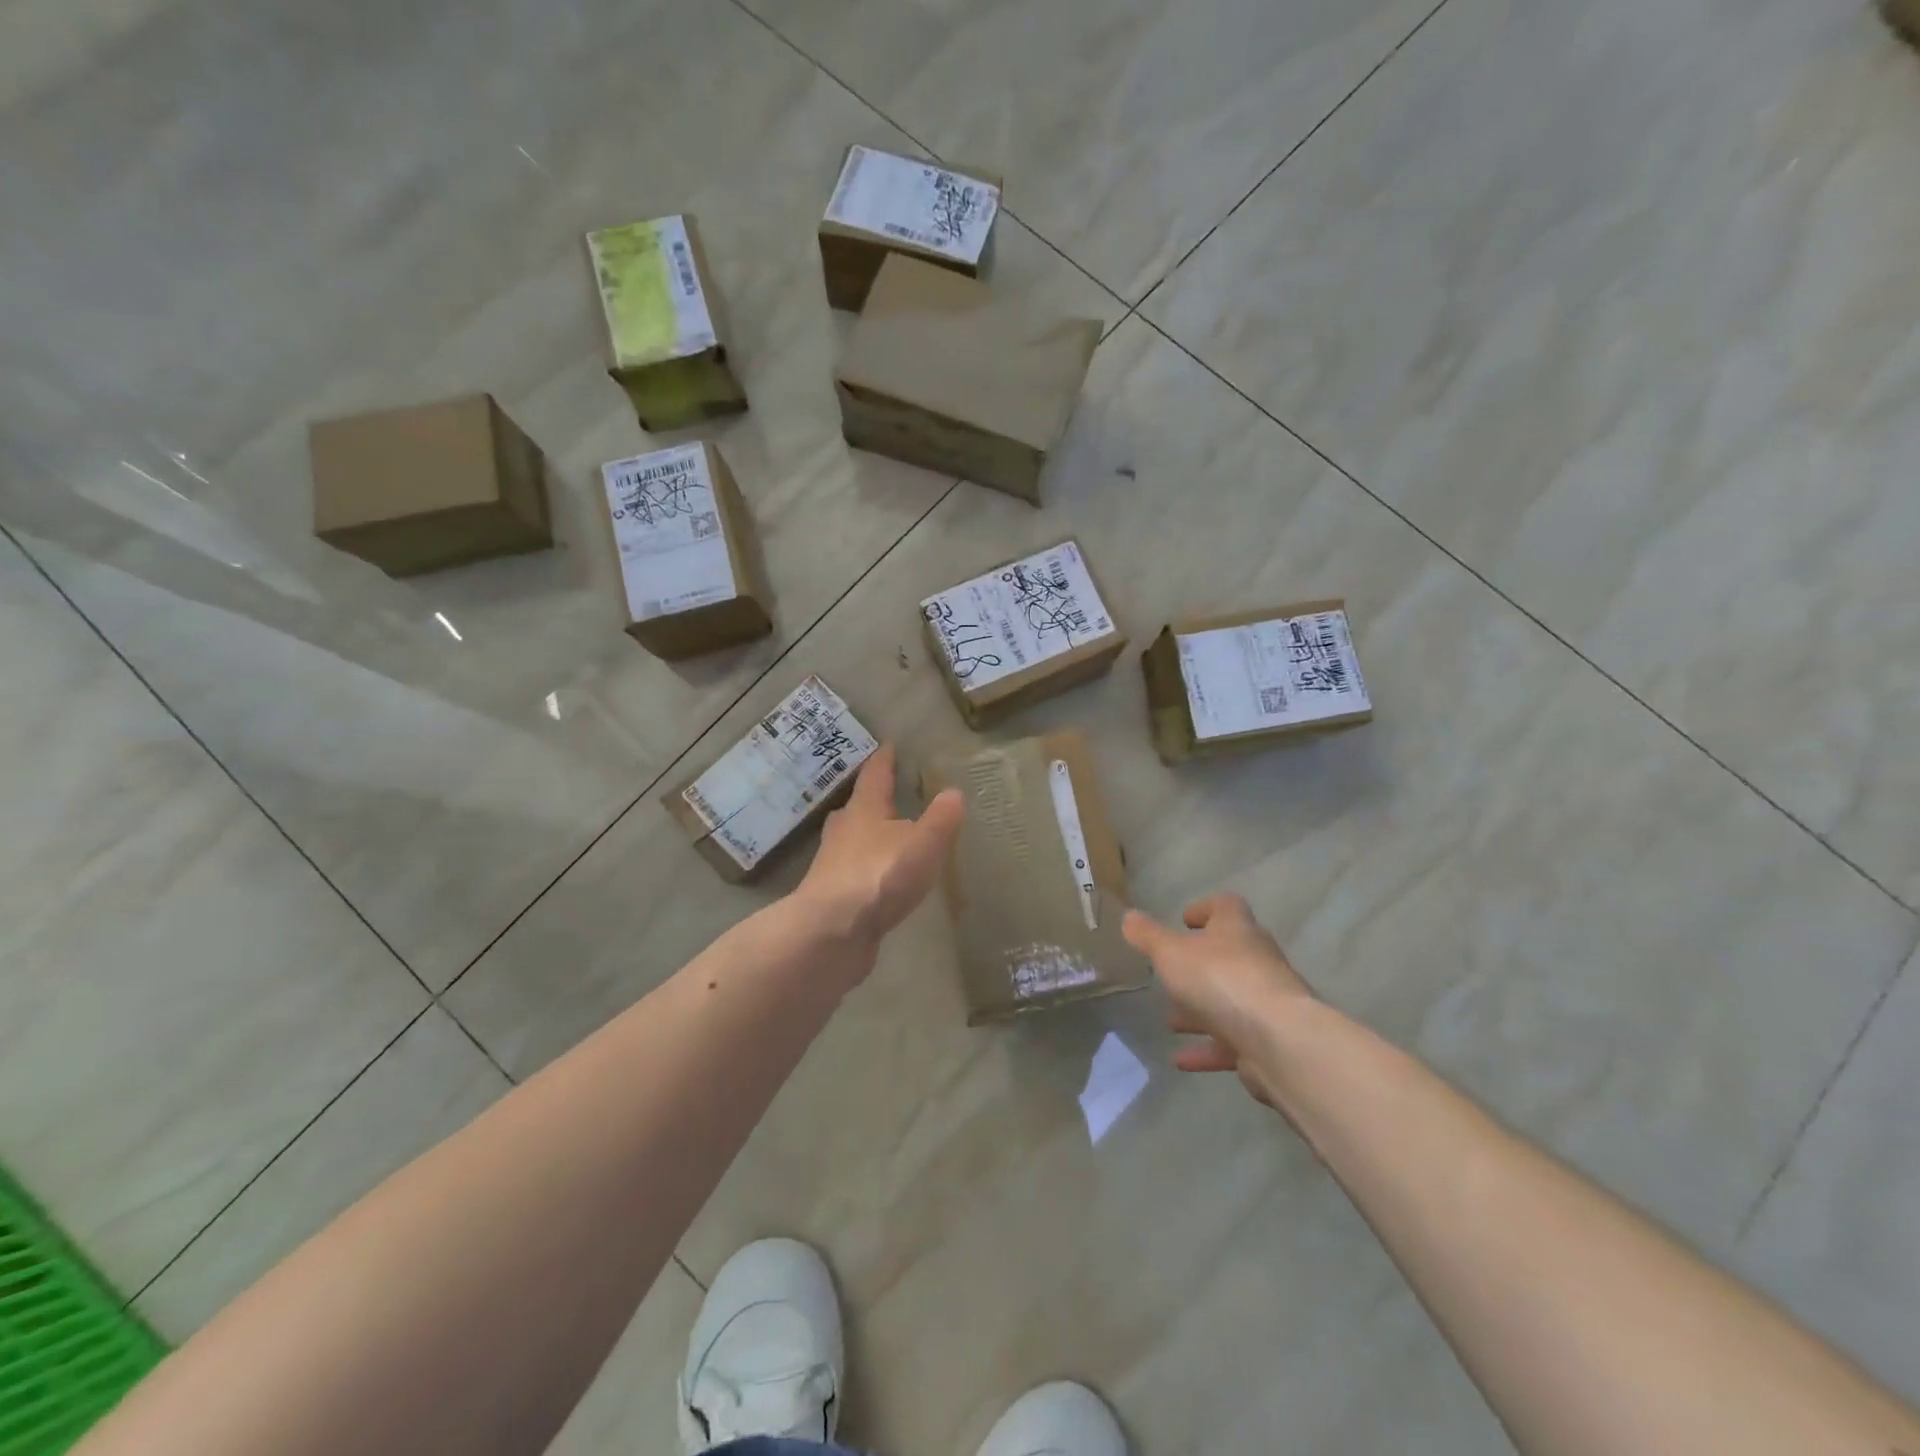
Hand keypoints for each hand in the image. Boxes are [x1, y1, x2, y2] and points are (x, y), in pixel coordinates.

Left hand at [798, 744, 964, 953]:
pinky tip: (881, 881)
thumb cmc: (880, 876)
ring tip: (889, 839)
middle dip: (872, 801)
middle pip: (857, 808)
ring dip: (868, 837)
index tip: (890, 746)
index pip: (875, 775)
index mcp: (864, 810)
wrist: (832, 932)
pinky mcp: (832, 897)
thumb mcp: (923, 843)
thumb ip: (940, 819)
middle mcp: (843, 831)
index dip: (884, 760)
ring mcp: (833, 865)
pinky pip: (854, 873)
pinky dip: (868, 870)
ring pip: (852, 841)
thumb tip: (953, 792)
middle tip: (889, 795)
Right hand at [1122, 894, 1311, 1107]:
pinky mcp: (1268, 1040)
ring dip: (1201, 1010)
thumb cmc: (1219, 980)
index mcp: (1237, 930)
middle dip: (1199, 966)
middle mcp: (1257, 960)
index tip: (1185, 920)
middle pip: (1229, 955)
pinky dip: (1207, 1048)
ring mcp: (1267, 1002)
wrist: (1277, 1040)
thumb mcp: (1170, 953)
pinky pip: (1232, 1042)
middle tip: (1171, 975)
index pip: (1226, 907)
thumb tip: (1129, 916)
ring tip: (1171, 1021)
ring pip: (1229, 1001)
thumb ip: (1148, 936)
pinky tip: (1180, 1060)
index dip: (1206, 909)